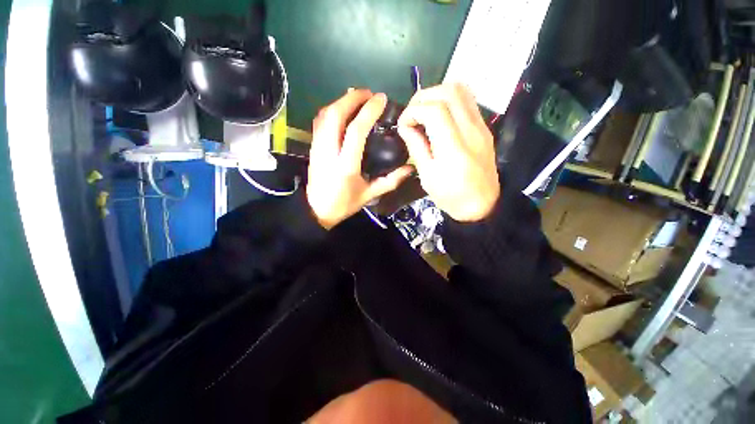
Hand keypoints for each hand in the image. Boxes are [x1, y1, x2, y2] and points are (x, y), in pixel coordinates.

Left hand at [307, 89, 412, 228]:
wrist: (316, 210)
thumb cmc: (344, 204)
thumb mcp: (369, 195)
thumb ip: (390, 182)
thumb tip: (410, 168)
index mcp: (346, 165)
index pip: (356, 131)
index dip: (369, 111)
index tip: (381, 99)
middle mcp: (329, 152)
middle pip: (335, 115)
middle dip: (352, 98)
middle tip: (369, 93)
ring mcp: (318, 148)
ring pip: (325, 115)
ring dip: (341, 101)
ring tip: (357, 98)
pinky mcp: (313, 147)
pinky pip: (320, 121)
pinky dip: (332, 110)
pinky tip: (343, 110)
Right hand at [398, 83, 499, 221]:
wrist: (482, 204)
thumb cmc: (451, 196)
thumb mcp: (427, 176)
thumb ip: (416, 146)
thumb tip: (405, 126)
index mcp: (454, 148)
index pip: (434, 110)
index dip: (413, 111)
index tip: (403, 124)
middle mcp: (471, 131)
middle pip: (449, 91)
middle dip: (423, 97)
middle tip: (412, 114)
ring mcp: (481, 126)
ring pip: (461, 89)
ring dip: (437, 94)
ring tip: (424, 111)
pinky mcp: (484, 127)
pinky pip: (467, 100)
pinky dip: (449, 100)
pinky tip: (438, 115)